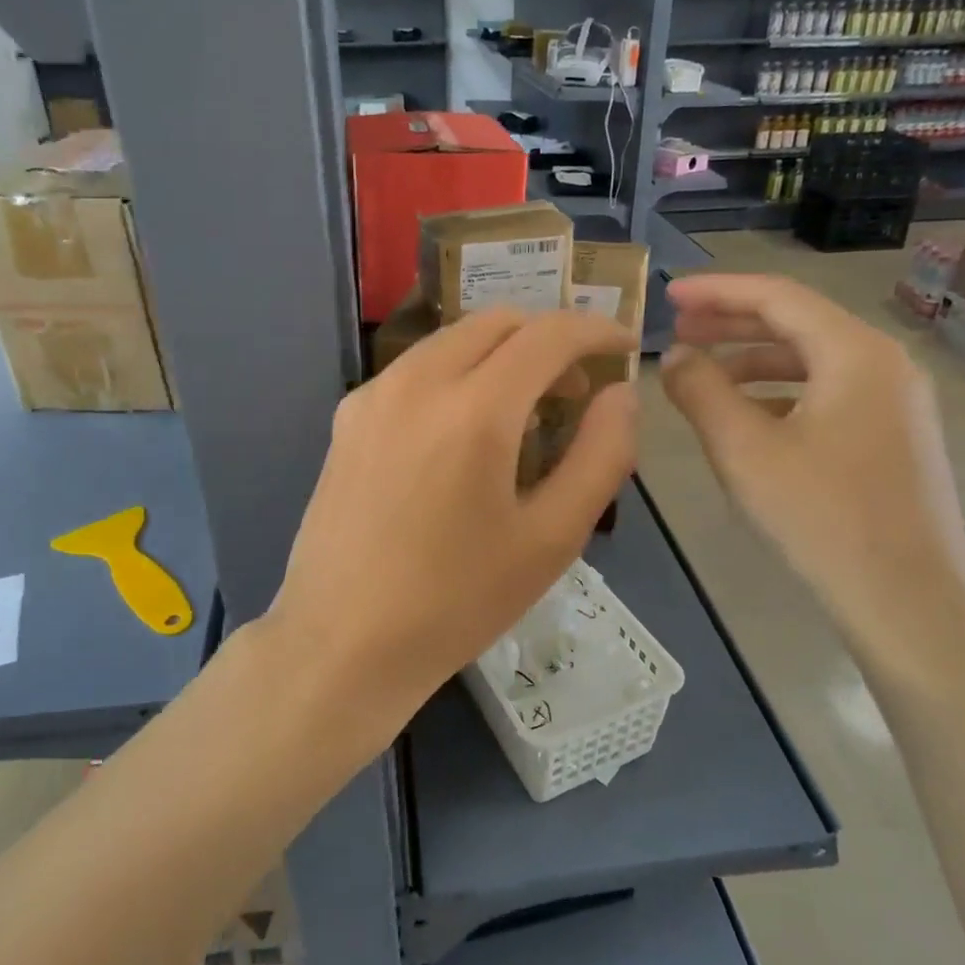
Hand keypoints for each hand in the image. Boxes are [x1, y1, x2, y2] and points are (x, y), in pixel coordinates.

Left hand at [268, 308, 638, 744]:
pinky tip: (463, 432)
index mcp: (473, 410)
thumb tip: (620, 396)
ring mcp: (373, 395)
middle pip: (497, 322)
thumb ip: (601, 456)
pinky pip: (415, 370)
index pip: (547, 334)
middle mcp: (417, 381)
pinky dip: (457, 374)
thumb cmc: (456, 601)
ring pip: (452, 340)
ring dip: (500, 354)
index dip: (595, 331)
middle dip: (547, 339)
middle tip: (575, 389)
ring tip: (523, 412)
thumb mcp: (551, 539)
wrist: (342, 642)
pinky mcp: (347, 417)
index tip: (622, 349)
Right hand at [659, 274, 964, 635]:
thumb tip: (675, 355)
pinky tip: (746, 417)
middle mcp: (885, 364)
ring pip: (812, 361)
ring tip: (702, 374)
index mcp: (855, 352)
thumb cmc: (820, 517)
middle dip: (732, 323)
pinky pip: (828, 394)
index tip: (667, 294)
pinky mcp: (893, 438)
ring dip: (753, 360)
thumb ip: (700, 390)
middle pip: (797, 323)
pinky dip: (780, 393)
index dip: (716, 291)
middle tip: (678, 330)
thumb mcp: (743, 449)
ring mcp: (896, 402)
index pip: (777, 296)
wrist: (908, 602)